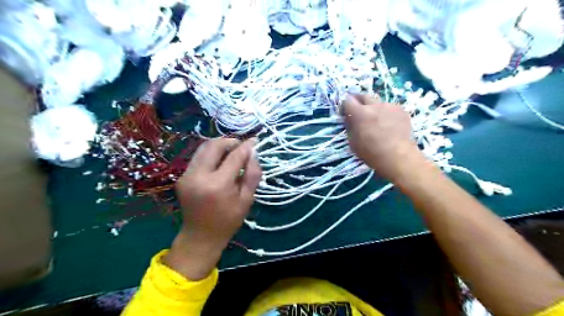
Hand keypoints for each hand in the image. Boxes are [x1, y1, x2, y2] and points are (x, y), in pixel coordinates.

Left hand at [162, 138, 260, 278]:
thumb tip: (253, 153)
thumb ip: (252, 175)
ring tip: (231, 151)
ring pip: (203, 148)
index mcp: (218, 185)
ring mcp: (186, 176)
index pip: (234, 157)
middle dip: (230, 141)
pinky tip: (220, 162)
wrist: (200, 237)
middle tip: (241, 146)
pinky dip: (211, 154)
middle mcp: (199, 176)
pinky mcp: (182, 177)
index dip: (246, 146)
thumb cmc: (228, 221)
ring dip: (219, 146)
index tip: (255, 140)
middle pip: (214, 145)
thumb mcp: (247, 200)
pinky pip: (198, 157)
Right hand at [342, 94, 424, 181]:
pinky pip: (390, 108)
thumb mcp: (353, 142)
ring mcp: (389, 106)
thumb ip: (350, 126)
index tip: (345, 111)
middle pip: (363, 96)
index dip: (345, 105)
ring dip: (374, 108)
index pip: (348, 100)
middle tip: (358, 110)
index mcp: (360, 113)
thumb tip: (350, 118)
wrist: (397, 156)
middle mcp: (374, 105)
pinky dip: (386, 113)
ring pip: (378, 102)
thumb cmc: (371, 152)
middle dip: (358, 101)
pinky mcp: (401, 110)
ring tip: (376, 120)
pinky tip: (389, 124)